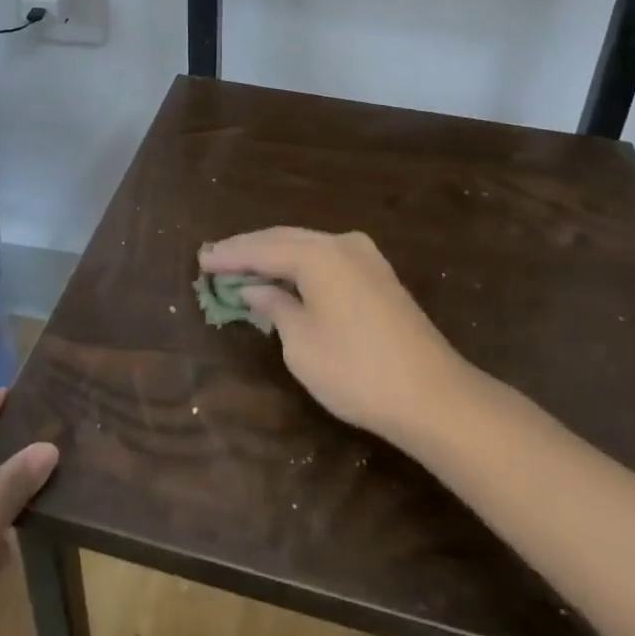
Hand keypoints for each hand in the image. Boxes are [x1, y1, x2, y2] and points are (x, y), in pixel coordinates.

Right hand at [199, 227, 470, 443]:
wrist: (433, 396)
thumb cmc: (356, 371)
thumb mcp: (301, 343)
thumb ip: (275, 306)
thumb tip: (255, 288)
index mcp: (319, 254)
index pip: (262, 249)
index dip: (229, 256)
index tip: (200, 259)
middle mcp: (342, 243)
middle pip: (284, 239)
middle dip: (249, 250)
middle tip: (214, 257)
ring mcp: (365, 257)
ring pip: (307, 247)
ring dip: (274, 256)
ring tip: (242, 265)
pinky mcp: (378, 276)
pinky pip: (326, 259)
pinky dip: (299, 265)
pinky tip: (284, 276)